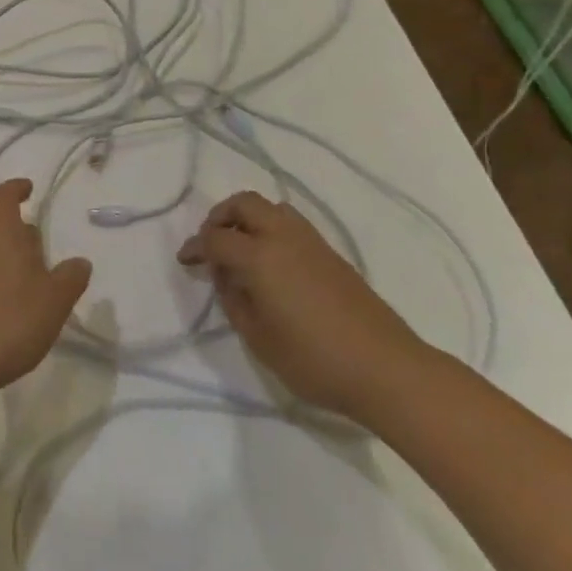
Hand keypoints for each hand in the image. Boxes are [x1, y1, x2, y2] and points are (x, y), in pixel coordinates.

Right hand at [179, 190, 422, 416]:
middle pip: (244, 203)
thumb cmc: (314, 359)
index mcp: (260, 256)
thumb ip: (234, 300)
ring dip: (248, 218)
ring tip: (240, 249)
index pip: (217, 238)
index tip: (186, 261)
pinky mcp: (331, 252)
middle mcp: (284, 236)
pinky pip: (291, 223)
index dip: (196, 247)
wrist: (384, 367)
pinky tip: (271, 262)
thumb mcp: (258, 338)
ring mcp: (311, 241)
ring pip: (271, 207)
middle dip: (220, 216)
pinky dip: (270, 229)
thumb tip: (227, 275)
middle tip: (212, 243)